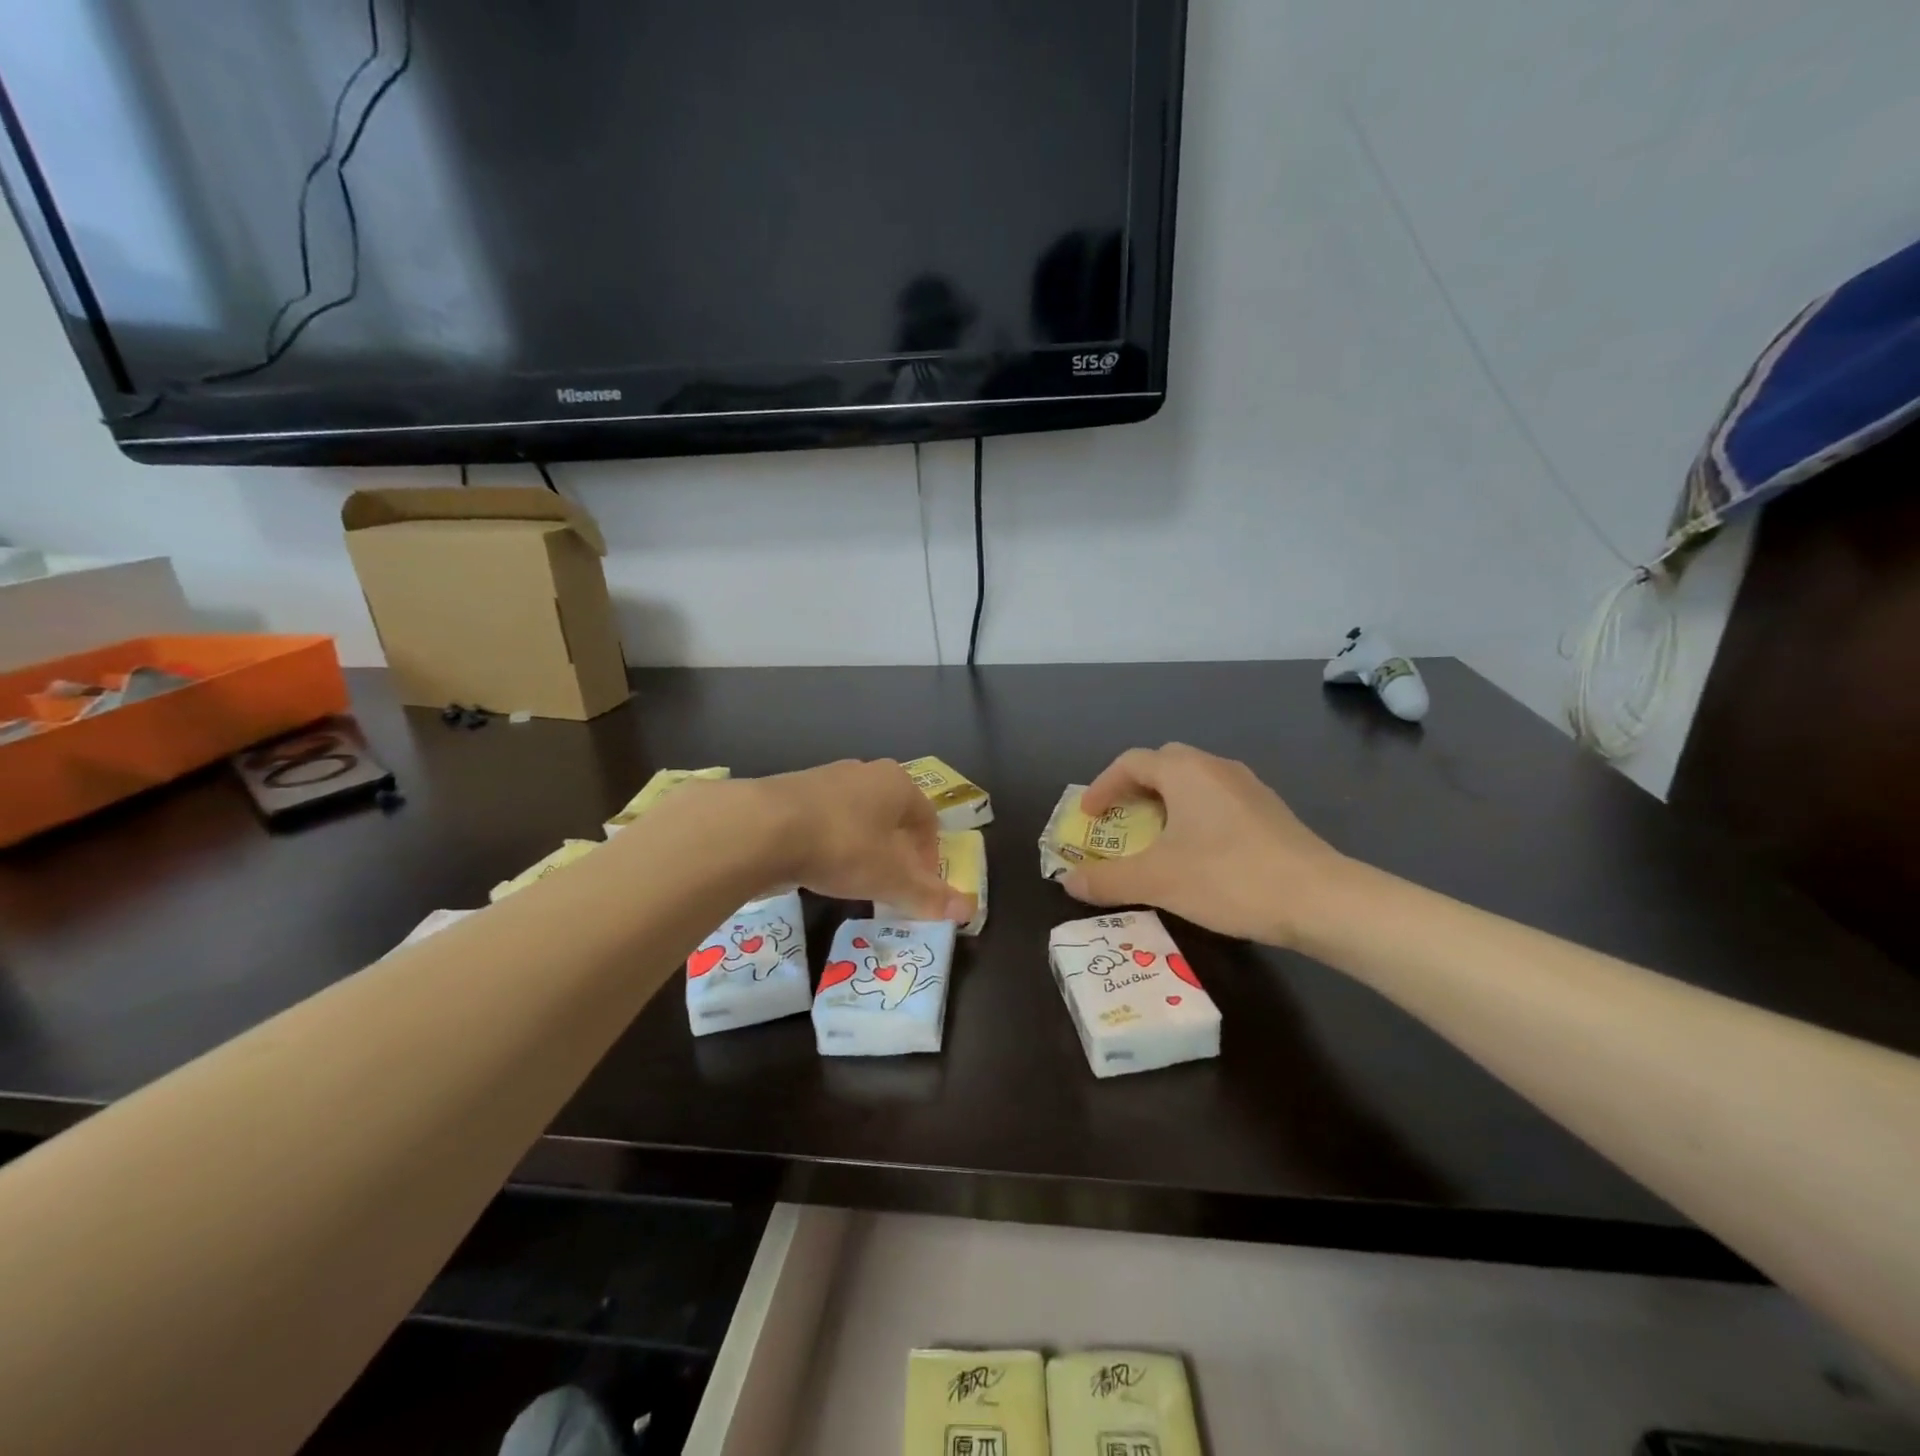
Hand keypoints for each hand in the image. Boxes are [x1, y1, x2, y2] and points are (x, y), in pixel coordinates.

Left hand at [744, 760, 973, 921]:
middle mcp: (865, 772)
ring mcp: (826, 777)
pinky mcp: (792, 790)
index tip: (918, 886)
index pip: (928, 819)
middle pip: (893, 815)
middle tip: (888, 884)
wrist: (763, 827)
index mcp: (898, 783)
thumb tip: (968, 911)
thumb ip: (928, 895)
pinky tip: (816, 866)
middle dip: (895, 851)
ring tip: (851, 879)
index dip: (929, 856)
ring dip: (861, 846)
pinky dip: (828, 841)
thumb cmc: (843, 846)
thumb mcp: (891, 878)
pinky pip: (824, 818)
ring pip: (857, 815)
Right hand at [1062, 744, 1349, 947]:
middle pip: (1163, 765)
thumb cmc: (1229, 878)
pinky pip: (1216, 799)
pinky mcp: (1269, 811)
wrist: (1320, 900)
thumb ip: (1107, 880)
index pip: (1131, 762)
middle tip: (1119, 821)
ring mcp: (1248, 787)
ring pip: (1193, 782)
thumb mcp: (1158, 881)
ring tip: (1154, 838)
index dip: (1102, 787)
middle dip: (1134, 789)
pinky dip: (1193, 814)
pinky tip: (1197, 851)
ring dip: (1165, 802)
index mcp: (1185, 772)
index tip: (1089, 817)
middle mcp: (1216, 767)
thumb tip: (1068, 881)